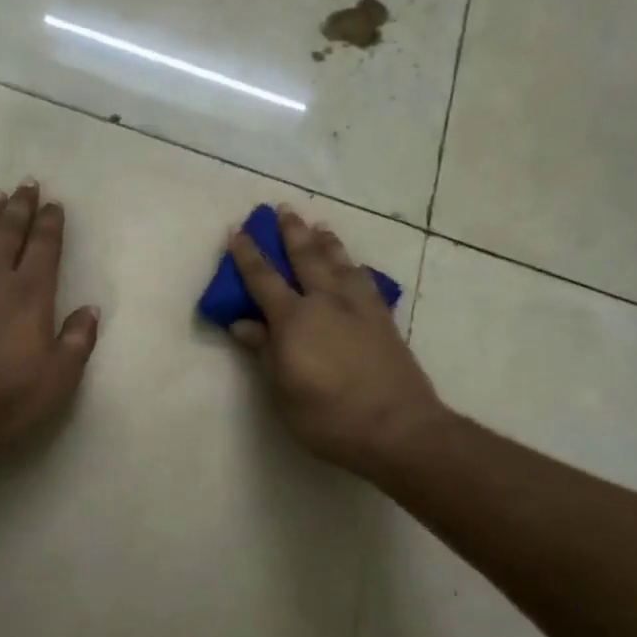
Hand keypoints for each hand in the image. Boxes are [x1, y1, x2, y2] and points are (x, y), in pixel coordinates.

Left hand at [0, 181, 99, 465]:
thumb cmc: (1, 399)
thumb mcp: (57, 380)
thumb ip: (78, 341)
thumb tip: (90, 309)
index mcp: (29, 294)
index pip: (44, 247)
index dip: (50, 223)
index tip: (54, 203)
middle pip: (8, 233)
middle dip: (20, 207)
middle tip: (26, 183)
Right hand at [226, 207, 445, 473]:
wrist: (398, 427)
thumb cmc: (329, 416)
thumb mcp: (282, 391)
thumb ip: (264, 351)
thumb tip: (242, 323)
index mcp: (294, 319)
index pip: (263, 278)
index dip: (247, 254)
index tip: (238, 230)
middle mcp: (326, 302)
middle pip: (306, 257)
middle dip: (292, 232)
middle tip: (283, 208)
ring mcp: (359, 307)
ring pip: (339, 263)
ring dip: (327, 242)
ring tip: (320, 226)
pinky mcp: (383, 319)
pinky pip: (366, 281)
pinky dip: (356, 268)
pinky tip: (356, 267)